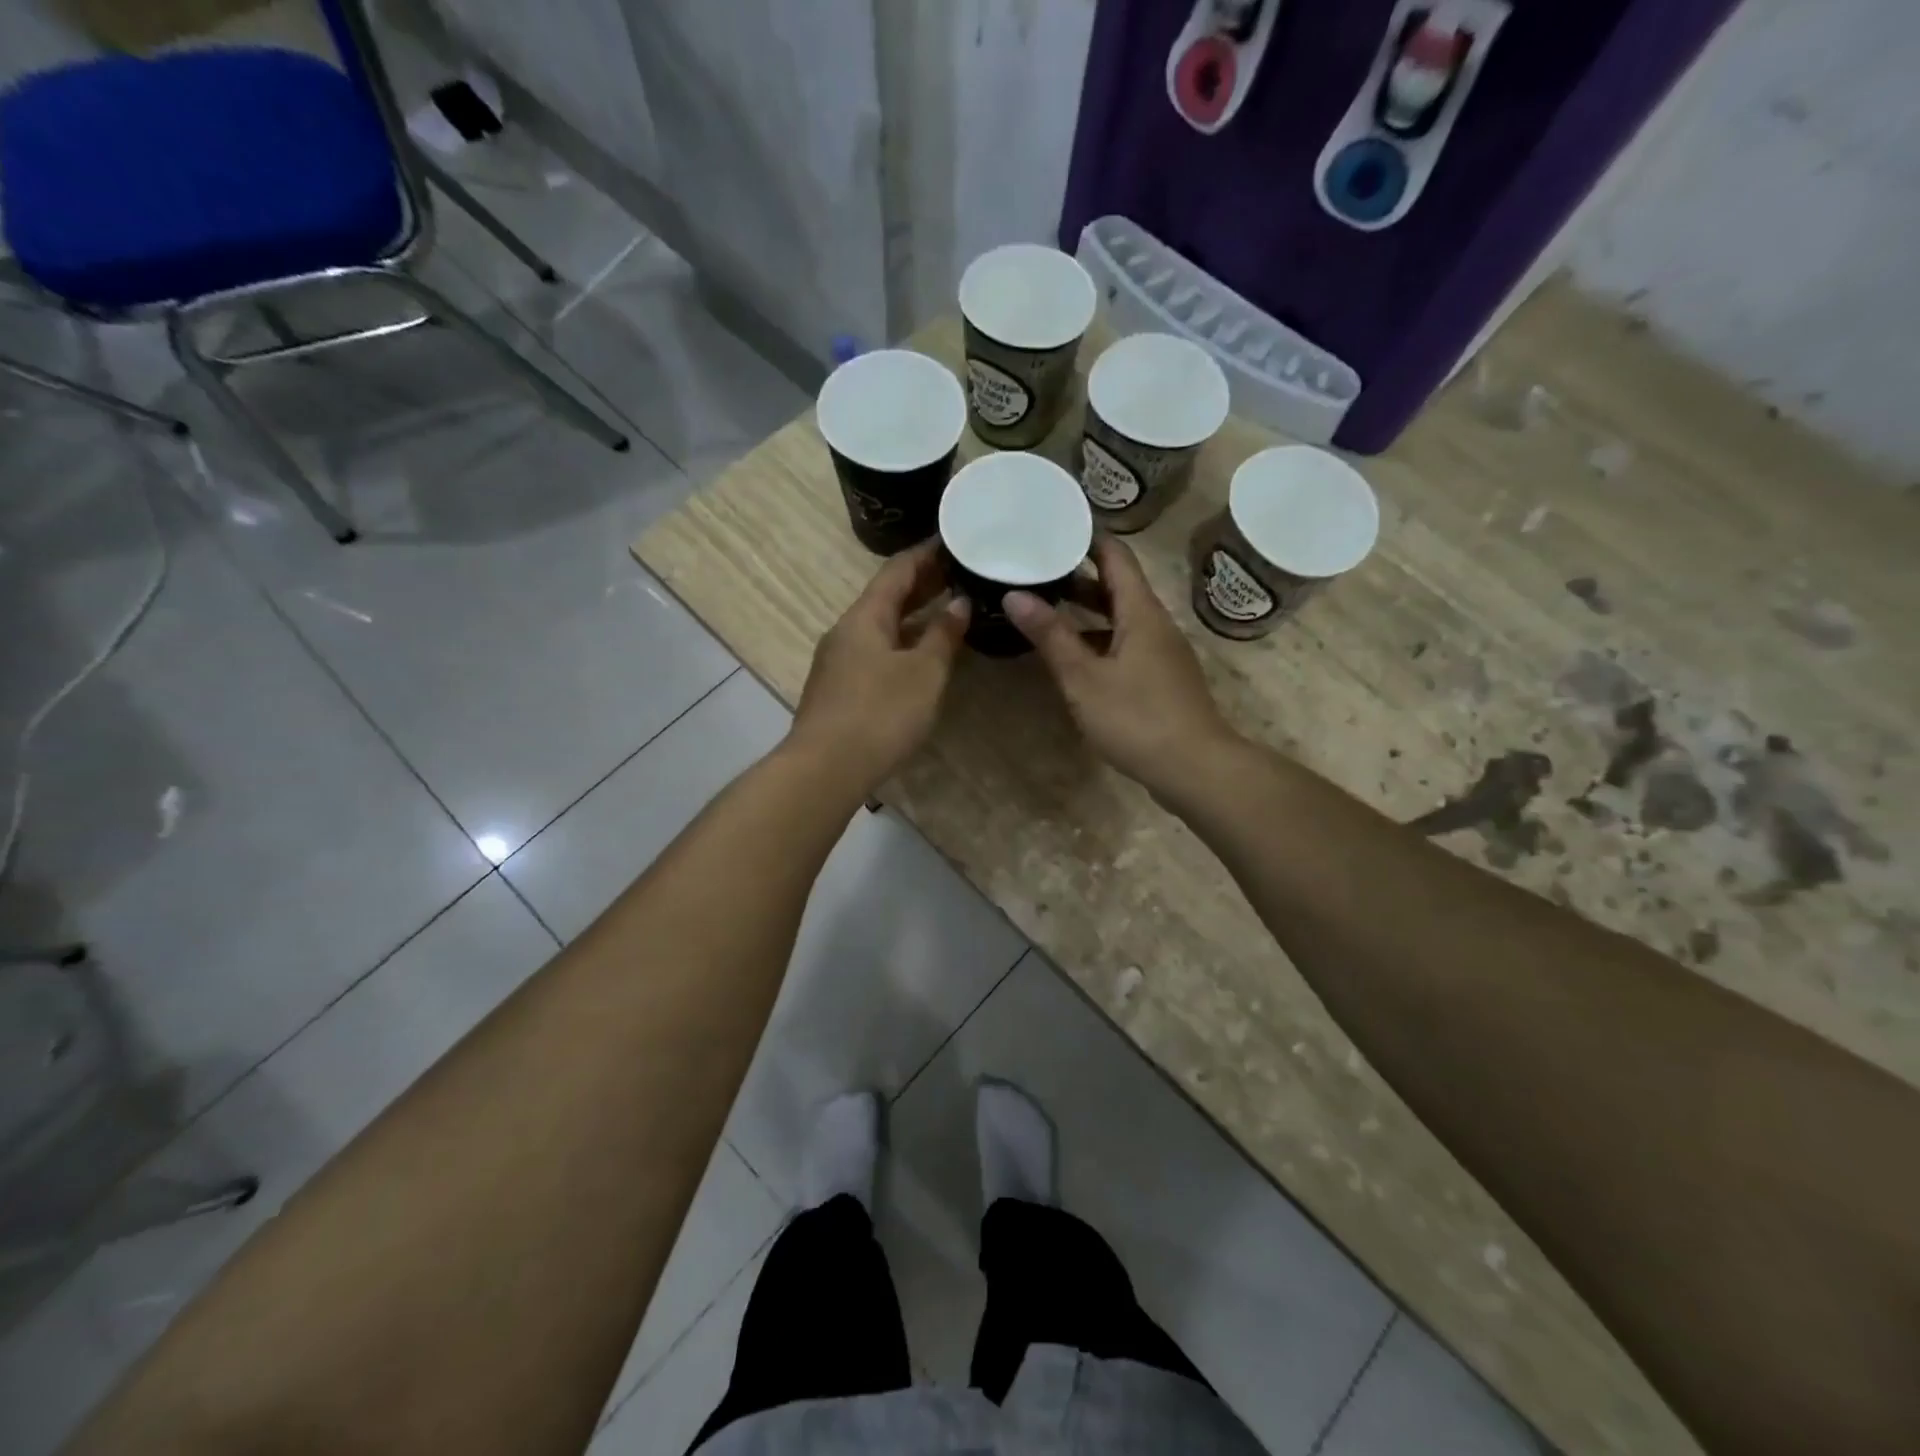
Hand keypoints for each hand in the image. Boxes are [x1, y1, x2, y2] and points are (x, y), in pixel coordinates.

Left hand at [787, 541, 970, 793]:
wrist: (825, 769)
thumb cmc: (880, 713)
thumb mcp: (924, 673)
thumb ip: (943, 635)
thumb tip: (959, 603)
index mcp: (864, 617)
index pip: (897, 570)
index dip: (926, 553)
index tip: (954, 540)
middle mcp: (846, 631)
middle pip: (886, 597)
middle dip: (923, 584)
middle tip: (960, 574)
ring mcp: (838, 662)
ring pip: (880, 627)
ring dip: (913, 617)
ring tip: (948, 610)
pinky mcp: (838, 690)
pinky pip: (875, 652)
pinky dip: (901, 643)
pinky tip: (921, 656)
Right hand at [1005, 535, 1235, 795]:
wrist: (1195, 768)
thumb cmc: (1137, 718)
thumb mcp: (1084, 677)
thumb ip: (1051, 636)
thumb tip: (1015, 595)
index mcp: (1141, 612)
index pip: (1115, 556)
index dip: (1086, 538)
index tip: (1052, 527)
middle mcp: (1155, 624)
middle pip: (1117, 587)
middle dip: (1076, 577)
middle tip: (1034, 570)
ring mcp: (1162, 653)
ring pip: (1120, 619)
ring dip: (1086, 613)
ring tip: (1044, 611)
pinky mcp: (1161, 680)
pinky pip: (1125, 645)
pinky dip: (1098, 641)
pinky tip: (1073, 658)